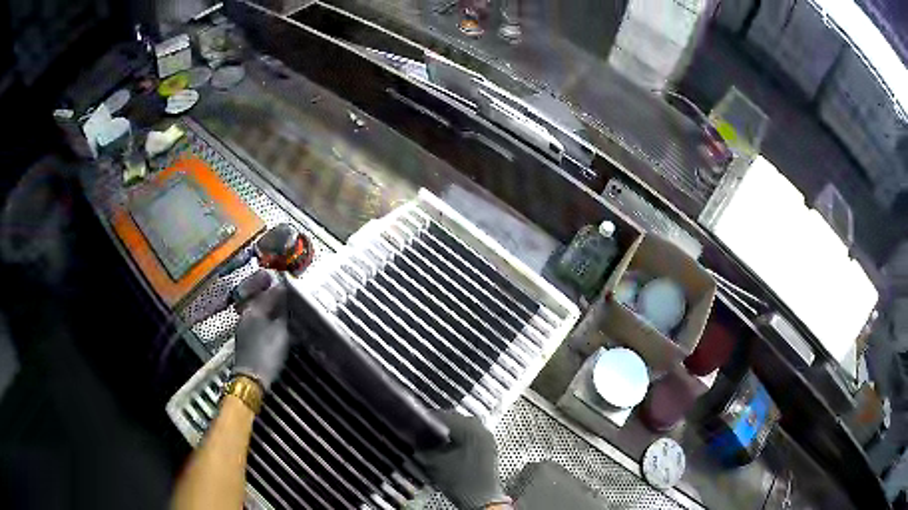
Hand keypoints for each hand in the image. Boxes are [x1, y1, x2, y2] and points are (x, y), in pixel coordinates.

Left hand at [232, 270, 292, 390]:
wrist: (252, 379)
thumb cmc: (266, 353)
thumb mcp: (281, 331)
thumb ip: (285, 312)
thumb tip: (290, 297)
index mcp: (253, 310)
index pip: (270, 294)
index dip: (284, 291)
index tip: (298, 291)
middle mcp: (246, 316)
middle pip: (265, 304)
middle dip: (279, 304)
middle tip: (296, 306)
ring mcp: (244, 330)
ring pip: (263, 316)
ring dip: (275, 316)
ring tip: (290, 319)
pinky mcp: (246, 343)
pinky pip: (261, 327)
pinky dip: (271, 326)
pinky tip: (280, 333)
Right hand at [414, 411, 510, 509]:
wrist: (480, 498)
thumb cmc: (459, 479)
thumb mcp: (434, 461)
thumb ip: (422, 445)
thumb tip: (412, 434)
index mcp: (469, 427)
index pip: (442, 416)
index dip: (425, 419)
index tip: (411, 423)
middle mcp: (480, 428)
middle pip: (454, 420)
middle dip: (436, 426)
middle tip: (420, 431)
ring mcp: (486, 438)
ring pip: (462, 428)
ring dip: (447, 432)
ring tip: (431, 440)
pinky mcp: (488, 448)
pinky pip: (469, 436)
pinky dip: (457, 439)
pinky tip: (446, 447)